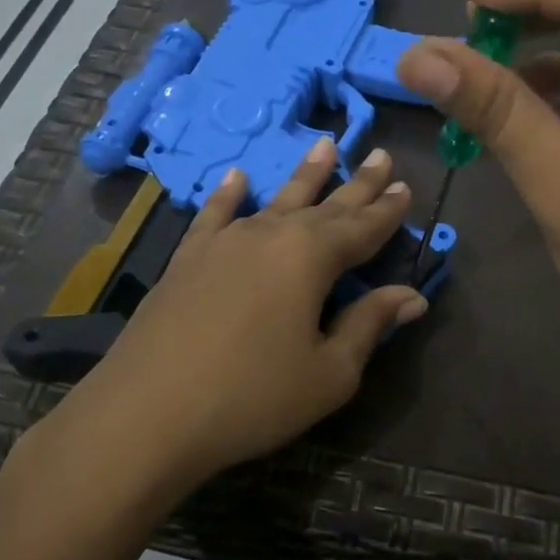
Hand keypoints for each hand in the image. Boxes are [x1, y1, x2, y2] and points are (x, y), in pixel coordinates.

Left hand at [35, 139, 427, 497]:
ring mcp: (225, 243)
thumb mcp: (329, 373)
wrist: (147, 413)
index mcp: (312, 258)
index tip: (407, 186)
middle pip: (325, 205)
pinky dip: (228, 194)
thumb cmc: (253, 397)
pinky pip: (215, 214)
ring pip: (275, 199)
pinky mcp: (188, 258)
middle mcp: (271, 235)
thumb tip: (412, 295)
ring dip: (305, 175)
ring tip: (326, 146)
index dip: (387, 210)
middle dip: (358, 183)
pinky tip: (237, 176)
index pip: (362, 227)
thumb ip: (369, 326)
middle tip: (381, 155)